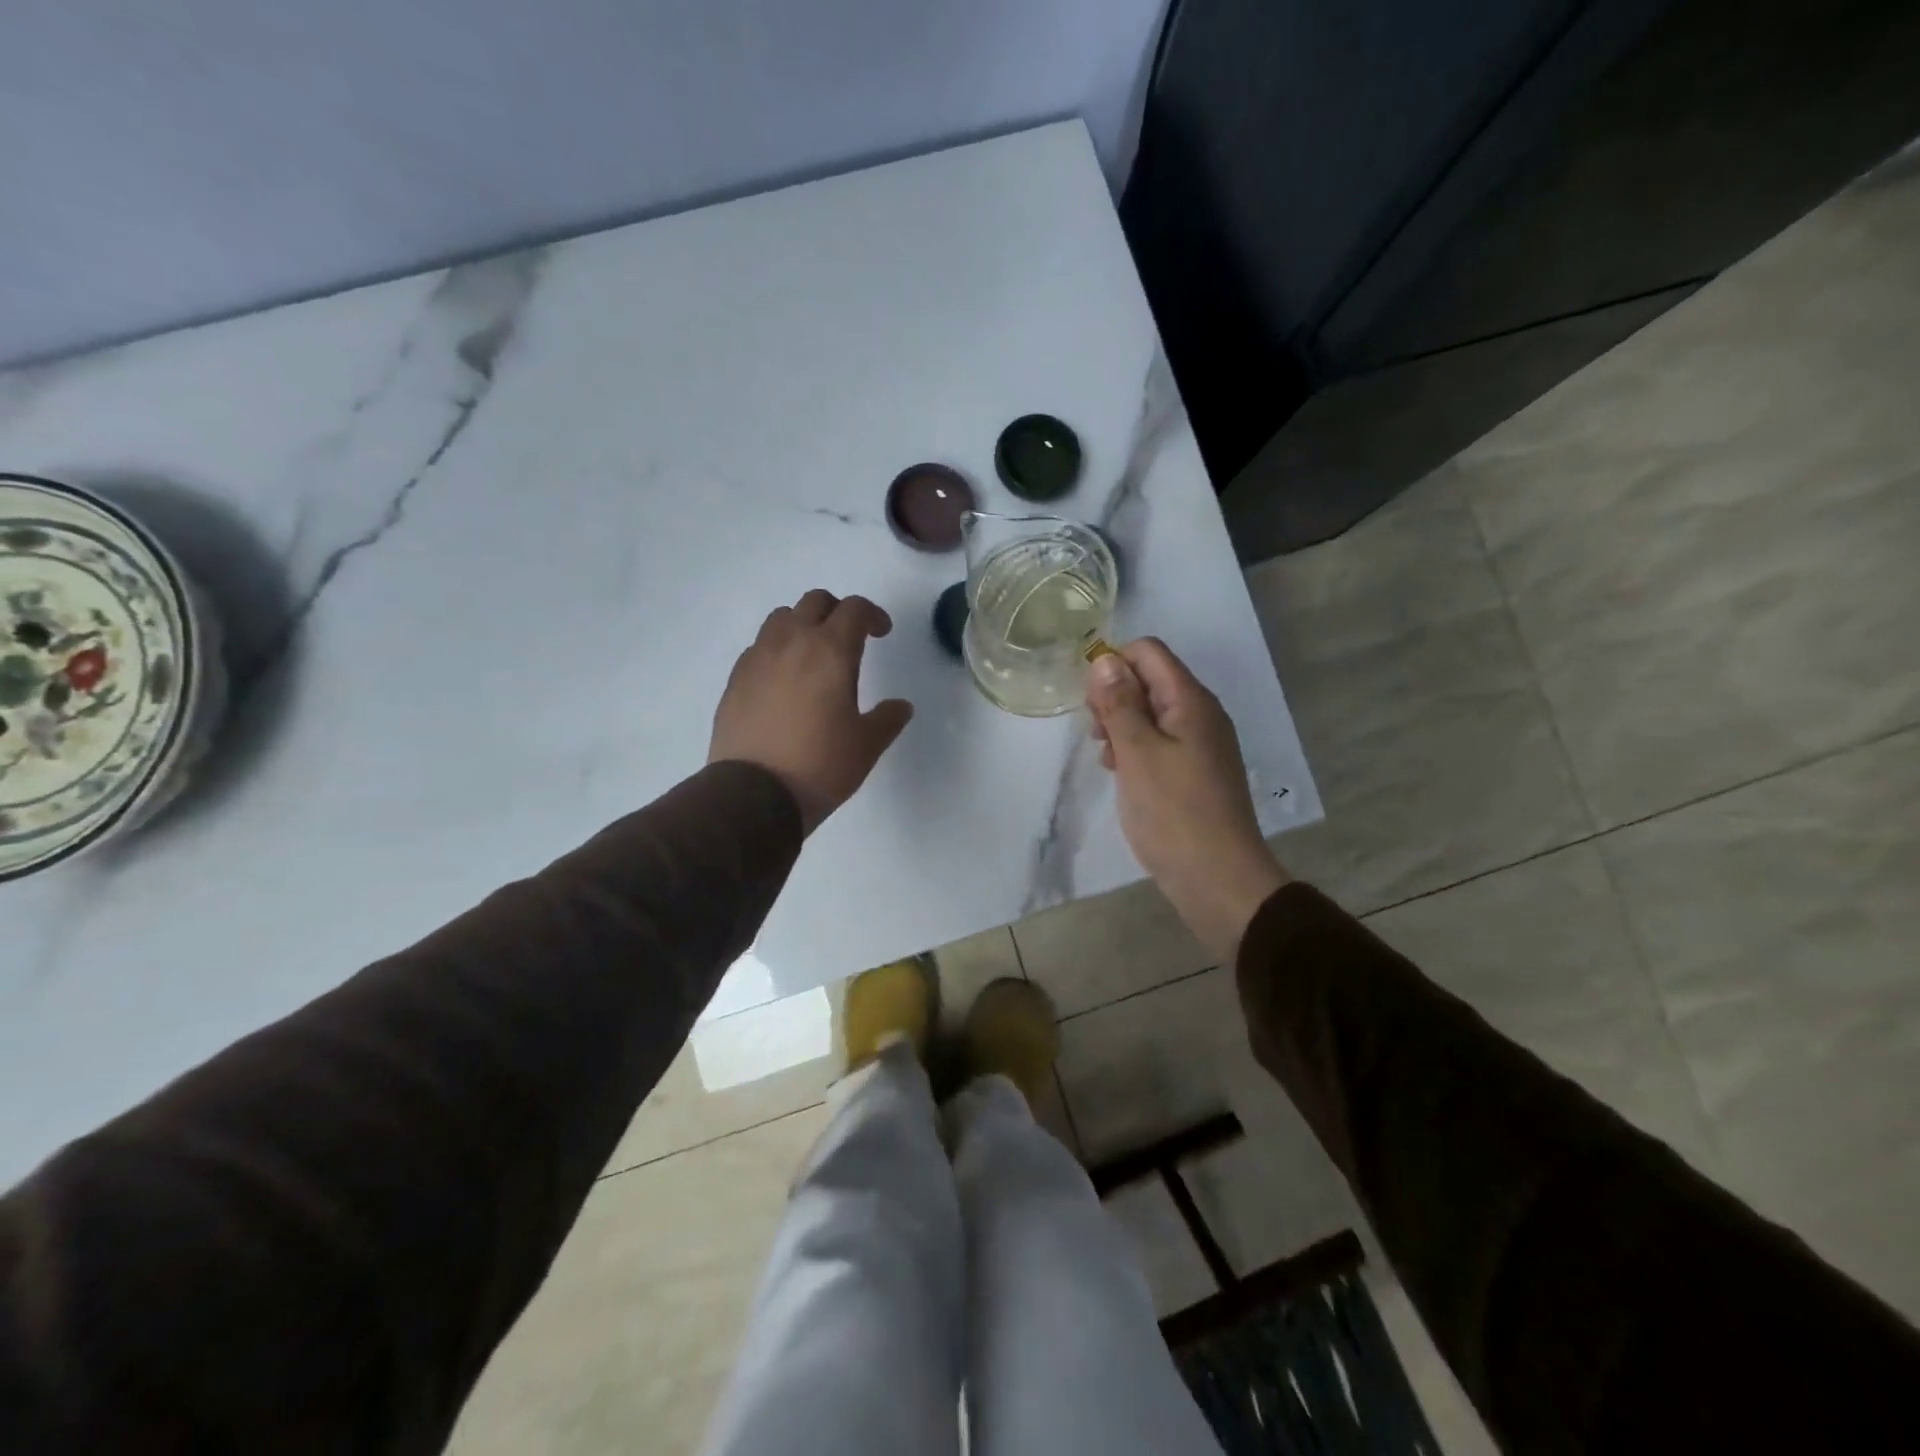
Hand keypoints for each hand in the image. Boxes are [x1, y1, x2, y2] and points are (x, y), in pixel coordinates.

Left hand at [709, 590, 913, 833]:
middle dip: (836, 612)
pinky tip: (783, 682)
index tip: (881, 633)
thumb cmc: (821, 765)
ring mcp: (757, 659)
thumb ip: (887, 719)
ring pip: (780, 618)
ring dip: (802, 625)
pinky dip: (776, 651)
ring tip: (812, 656)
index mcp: (830, 651)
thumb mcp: (867, 745)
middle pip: (814, 602)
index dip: (872, 615)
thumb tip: (901, 706)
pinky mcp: (735, 680)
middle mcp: (791, 643)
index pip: (854, 610)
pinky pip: (758, 648)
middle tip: (849, 638)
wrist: (754, 794)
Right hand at [1086, 639, 1288, 960]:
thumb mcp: (1137, 753)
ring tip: (1107, 759)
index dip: (1113, 666)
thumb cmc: (1173, 812)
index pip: (1148, 652)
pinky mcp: (1196, 771)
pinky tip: (1122, 775)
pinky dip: (1137, 749)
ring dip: (1122, 726)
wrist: (1218, 878)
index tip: (1091, 703)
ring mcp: (1201, 744)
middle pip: (1149, 680)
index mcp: (1190, 701)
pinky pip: (1161, 742)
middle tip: (1097, 735)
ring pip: (1151, 713)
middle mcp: (1200, 714)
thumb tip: (1105, 659)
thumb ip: (1119, 703)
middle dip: (1115, 698)